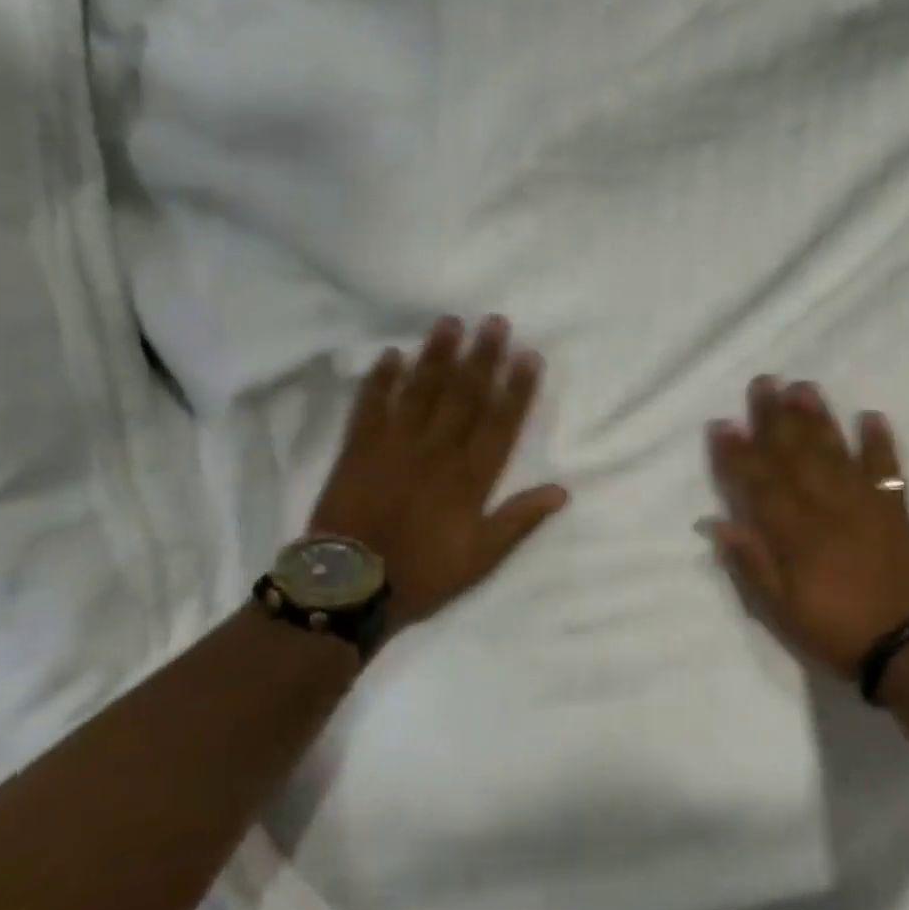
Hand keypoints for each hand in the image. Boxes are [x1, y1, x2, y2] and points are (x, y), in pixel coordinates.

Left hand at [308, 316, 568, 626]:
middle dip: (482, 356)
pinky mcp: (358, 449)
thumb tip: (562, 490)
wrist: (346, 588)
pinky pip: (371, 406)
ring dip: (437, 355)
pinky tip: (393, 354)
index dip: (517, 387)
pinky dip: (381, 379)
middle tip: (494, 321)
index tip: (528, 355)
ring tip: (450, 322)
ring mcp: (395, 445)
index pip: (500, 422)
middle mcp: (437, 451)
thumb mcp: (481, 558)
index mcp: (470, 477)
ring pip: (422, 391)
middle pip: (464, 395)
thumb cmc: (421, 573)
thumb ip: (519, 520)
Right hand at [706, 377, 908, 676]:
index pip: (759, 482)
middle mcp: (826, 505)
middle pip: (795, 453)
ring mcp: (863, 502)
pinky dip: (880, 442)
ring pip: (835, 451)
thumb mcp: (781, 610)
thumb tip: (719, 523)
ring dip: (819, 418)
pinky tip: (872, 417)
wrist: (907, 647)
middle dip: (776, 417)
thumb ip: (751, 563)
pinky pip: (887, 468)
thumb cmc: (835, 630)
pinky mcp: (894, 509)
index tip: (724, 424)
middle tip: (765, 382)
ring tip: (805, 388)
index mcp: (795, 531)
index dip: (738, 453)